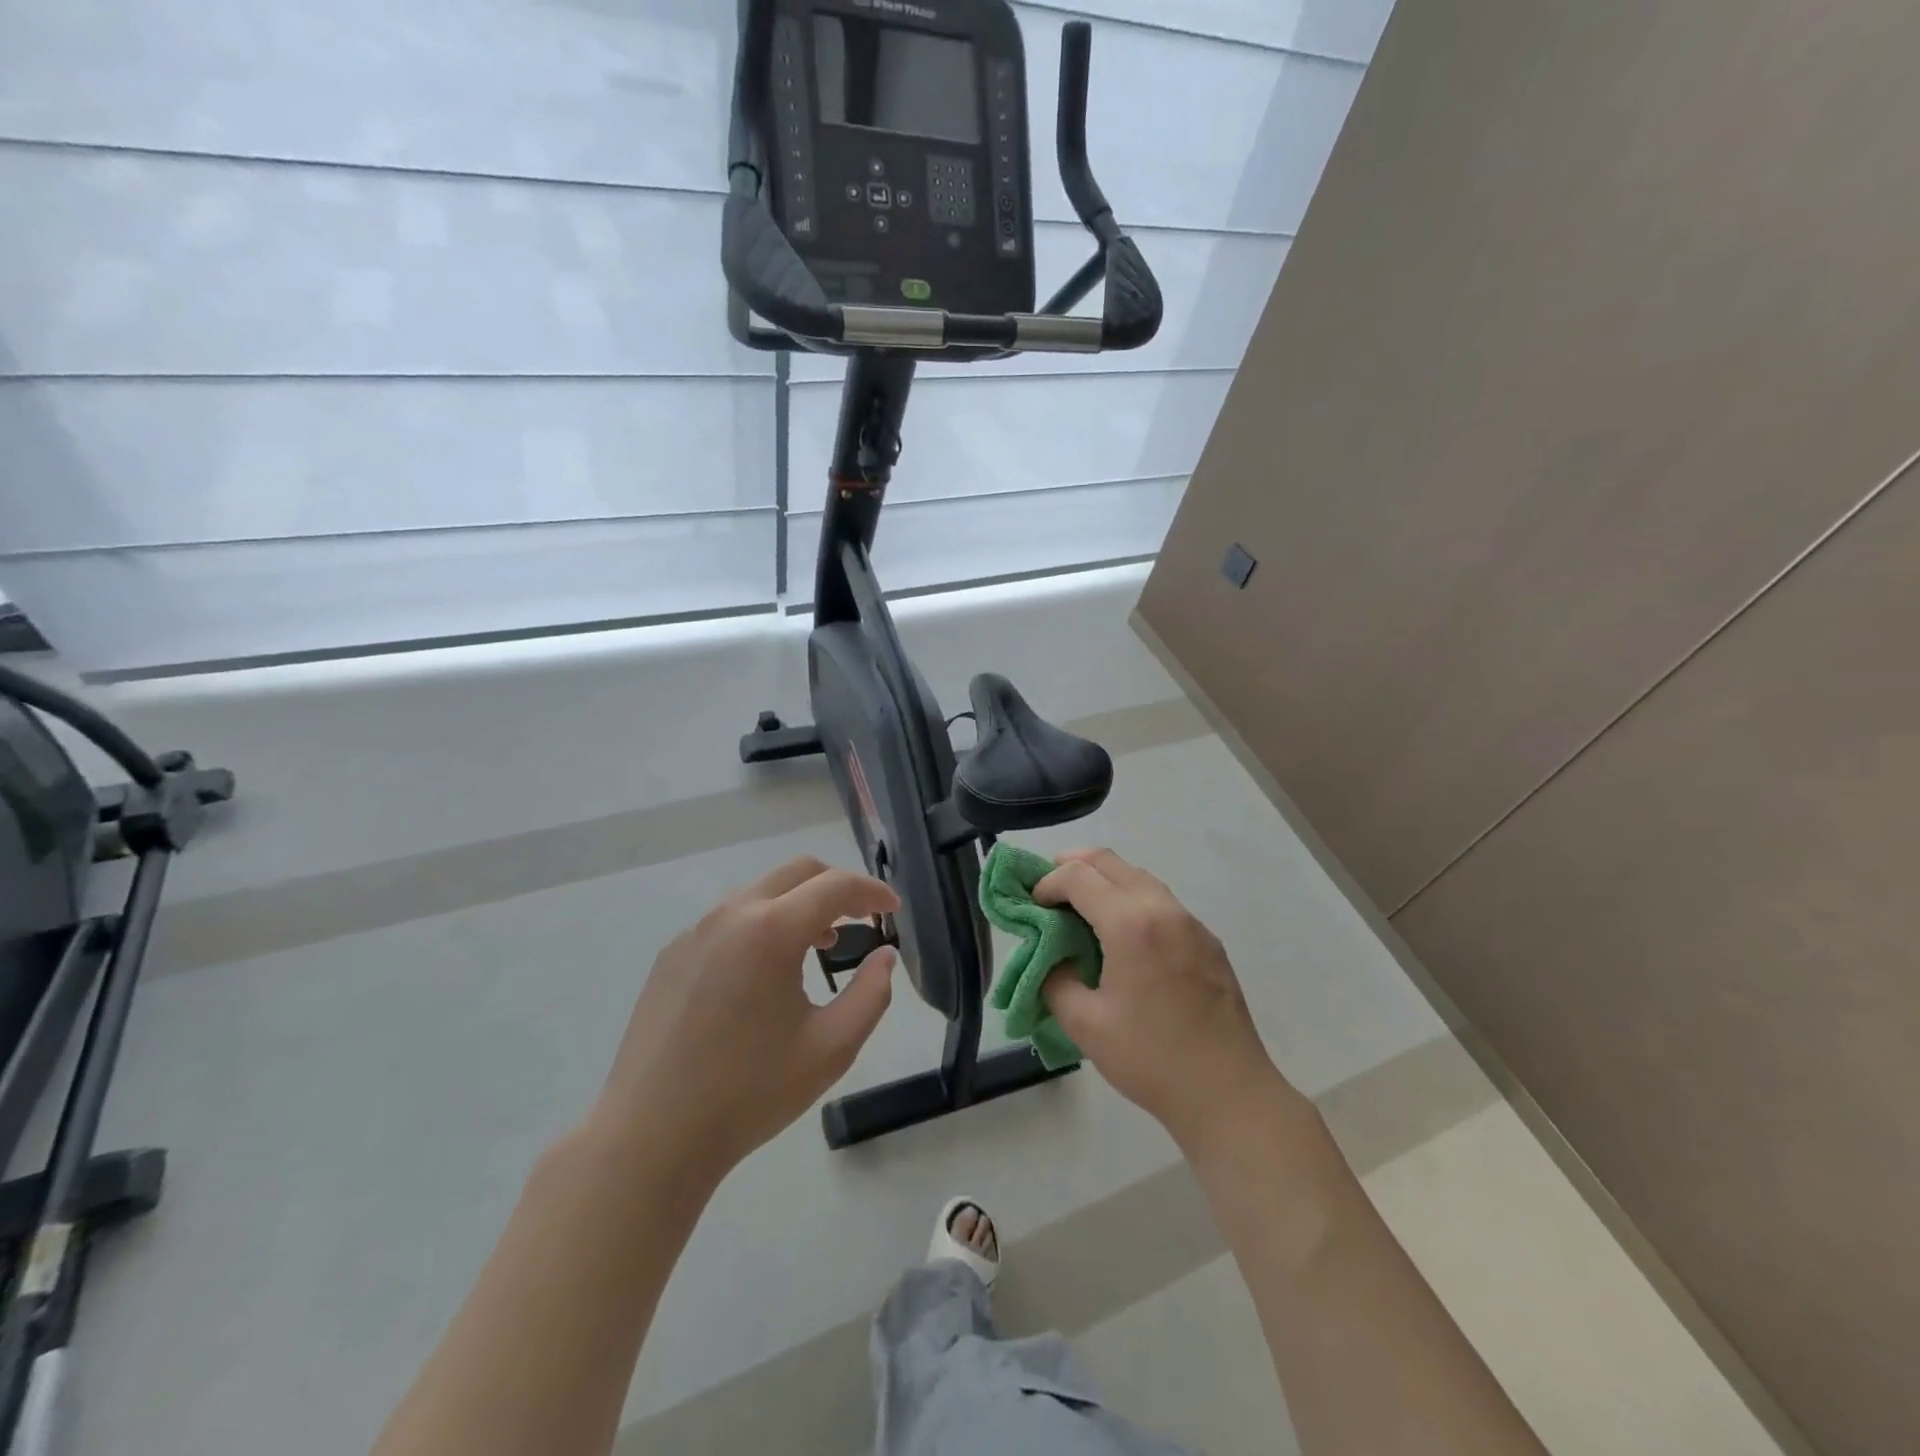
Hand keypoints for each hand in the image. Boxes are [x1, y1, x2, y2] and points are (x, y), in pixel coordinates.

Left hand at [593, 856, 898, 1183]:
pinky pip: (729, 920)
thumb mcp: (831, 1048)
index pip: (835, 886)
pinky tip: (765, 973)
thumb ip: (871, 994)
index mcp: (771, 930)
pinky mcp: (671, 955)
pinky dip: (762, 925)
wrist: (651, 1137)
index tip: (894, 910)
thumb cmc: (750, 1093)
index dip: (872, 892)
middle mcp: (731, 915)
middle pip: (797, 872)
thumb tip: (884, 956)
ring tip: (819, 946)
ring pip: (760, 893)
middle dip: (837, 886)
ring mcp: (695, 932)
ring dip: (798, 905)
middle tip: (862, 917)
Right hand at [1036, 849, 1288, 1155]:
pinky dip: (1132, 899)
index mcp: (1131, 924)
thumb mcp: (1085, 1024)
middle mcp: (1164, 909)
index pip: (1079, 876)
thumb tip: (1051, 958)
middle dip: (1073, 866)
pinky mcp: (1208, 941)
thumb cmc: (1151, 1059)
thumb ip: (1055, 980)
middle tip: (1048, 889)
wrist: (1229, 1094)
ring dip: (1105, 880)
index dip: (1047, 883)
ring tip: (1080, 908)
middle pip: (1111, 862)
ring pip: (1139, 877)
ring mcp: (1192, 923)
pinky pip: (1161, 901)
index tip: (1031, 906)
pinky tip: (1122, 935)